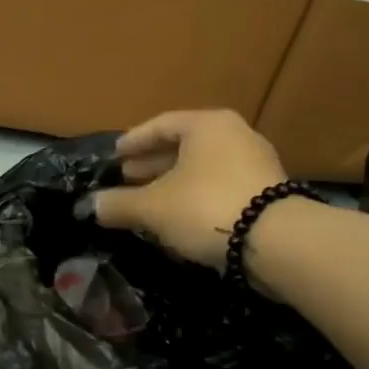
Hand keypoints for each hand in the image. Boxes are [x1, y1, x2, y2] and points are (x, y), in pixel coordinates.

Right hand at [82, 110, 287, 270]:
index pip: (161, 125)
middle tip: (128, 178)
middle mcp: (235, 135)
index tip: (114, 156)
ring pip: (203, 169)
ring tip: (150, 202)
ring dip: (174, 183)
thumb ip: (119, 204)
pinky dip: (197, 197)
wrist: (278, 242)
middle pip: (184, 146)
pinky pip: (221, 187)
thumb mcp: (152, 207)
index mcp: (207, 125)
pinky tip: (180, 219)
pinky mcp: (270, 194)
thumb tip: (91, 206)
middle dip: (153, 164)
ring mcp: (257, 164)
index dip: (133, 141)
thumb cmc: (206, 207)